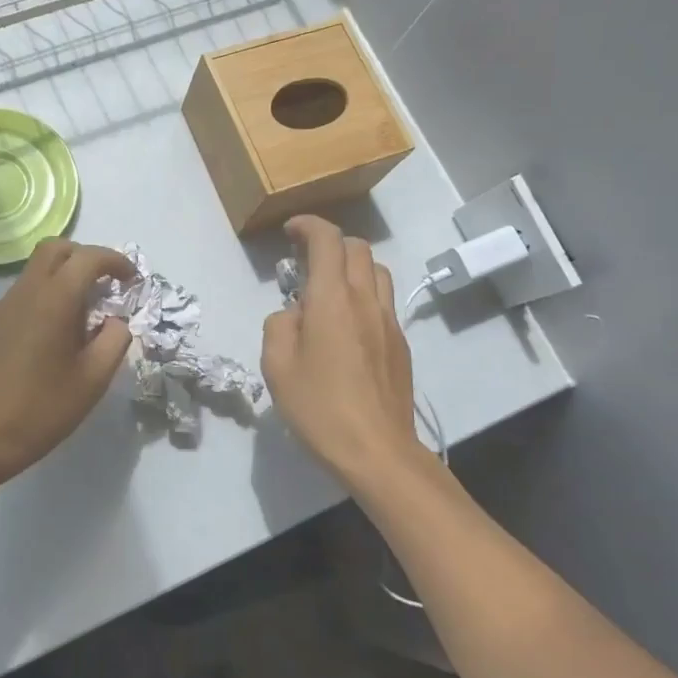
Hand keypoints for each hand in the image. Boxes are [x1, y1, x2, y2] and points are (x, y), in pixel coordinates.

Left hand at [0, 239, 135, 489]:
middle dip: (86, 257)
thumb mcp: (93, 380)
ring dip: (65, 275)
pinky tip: (57, 331)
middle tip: (107, 286)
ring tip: (86, 313)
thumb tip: (116, 320)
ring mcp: (4, 305)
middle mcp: (26, 292)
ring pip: (38, 268)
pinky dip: (48, 293)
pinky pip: (25, 290)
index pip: (88, 258)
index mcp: (54, 300)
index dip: (115, 261)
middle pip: (56, 248)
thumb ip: (115, 340)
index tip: (132, 281)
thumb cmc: (41, 410)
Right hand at [262, 215, 424, 486]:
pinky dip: (363, 295)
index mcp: (332, 299)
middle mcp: (366, 300)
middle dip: (329, 243)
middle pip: (357, 248)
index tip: (290, 231)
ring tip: (328, 290)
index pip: (327, 240)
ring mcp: (389, 321)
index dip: (308, 226)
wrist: (378, 451)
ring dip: (351, 267)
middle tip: (304, 262)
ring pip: (377, 271)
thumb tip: (293, 314)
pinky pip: (383, 301)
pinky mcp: (400, 344)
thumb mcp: (277, 366)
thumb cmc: (320, 407)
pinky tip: (346, 326)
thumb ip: (279, 326)